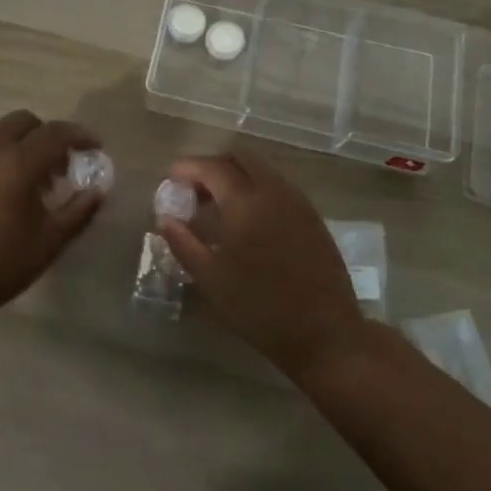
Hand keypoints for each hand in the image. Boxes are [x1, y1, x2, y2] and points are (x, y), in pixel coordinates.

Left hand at [0, 110, 103, 329]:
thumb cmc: (0, 265)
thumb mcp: (50, 242)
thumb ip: (79, 211)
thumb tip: (97, 191)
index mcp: (17, 162)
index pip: (56, 133)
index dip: (80, 136)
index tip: (94, 148)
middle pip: (22, 121)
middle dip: (46, 135)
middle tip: (57, 165)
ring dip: (17, 146)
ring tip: (26, 182)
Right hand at [157, 151, 368, 380]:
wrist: (325, 333)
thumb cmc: (260, 308)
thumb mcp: (211, 280)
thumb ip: (183, 243)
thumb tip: (165, 218)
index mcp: (245, 201)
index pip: (212, 167)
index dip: (188, 167)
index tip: (171, 178)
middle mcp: (273, 190)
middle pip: (240, 157)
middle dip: (213, 165)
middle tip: (195, 189)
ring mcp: (297, 201)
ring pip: (262, 169)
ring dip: (237, 176)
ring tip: (219, 205)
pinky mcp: (312, 216)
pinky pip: (278, 186)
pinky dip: (257, 188)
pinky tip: (249, 219)